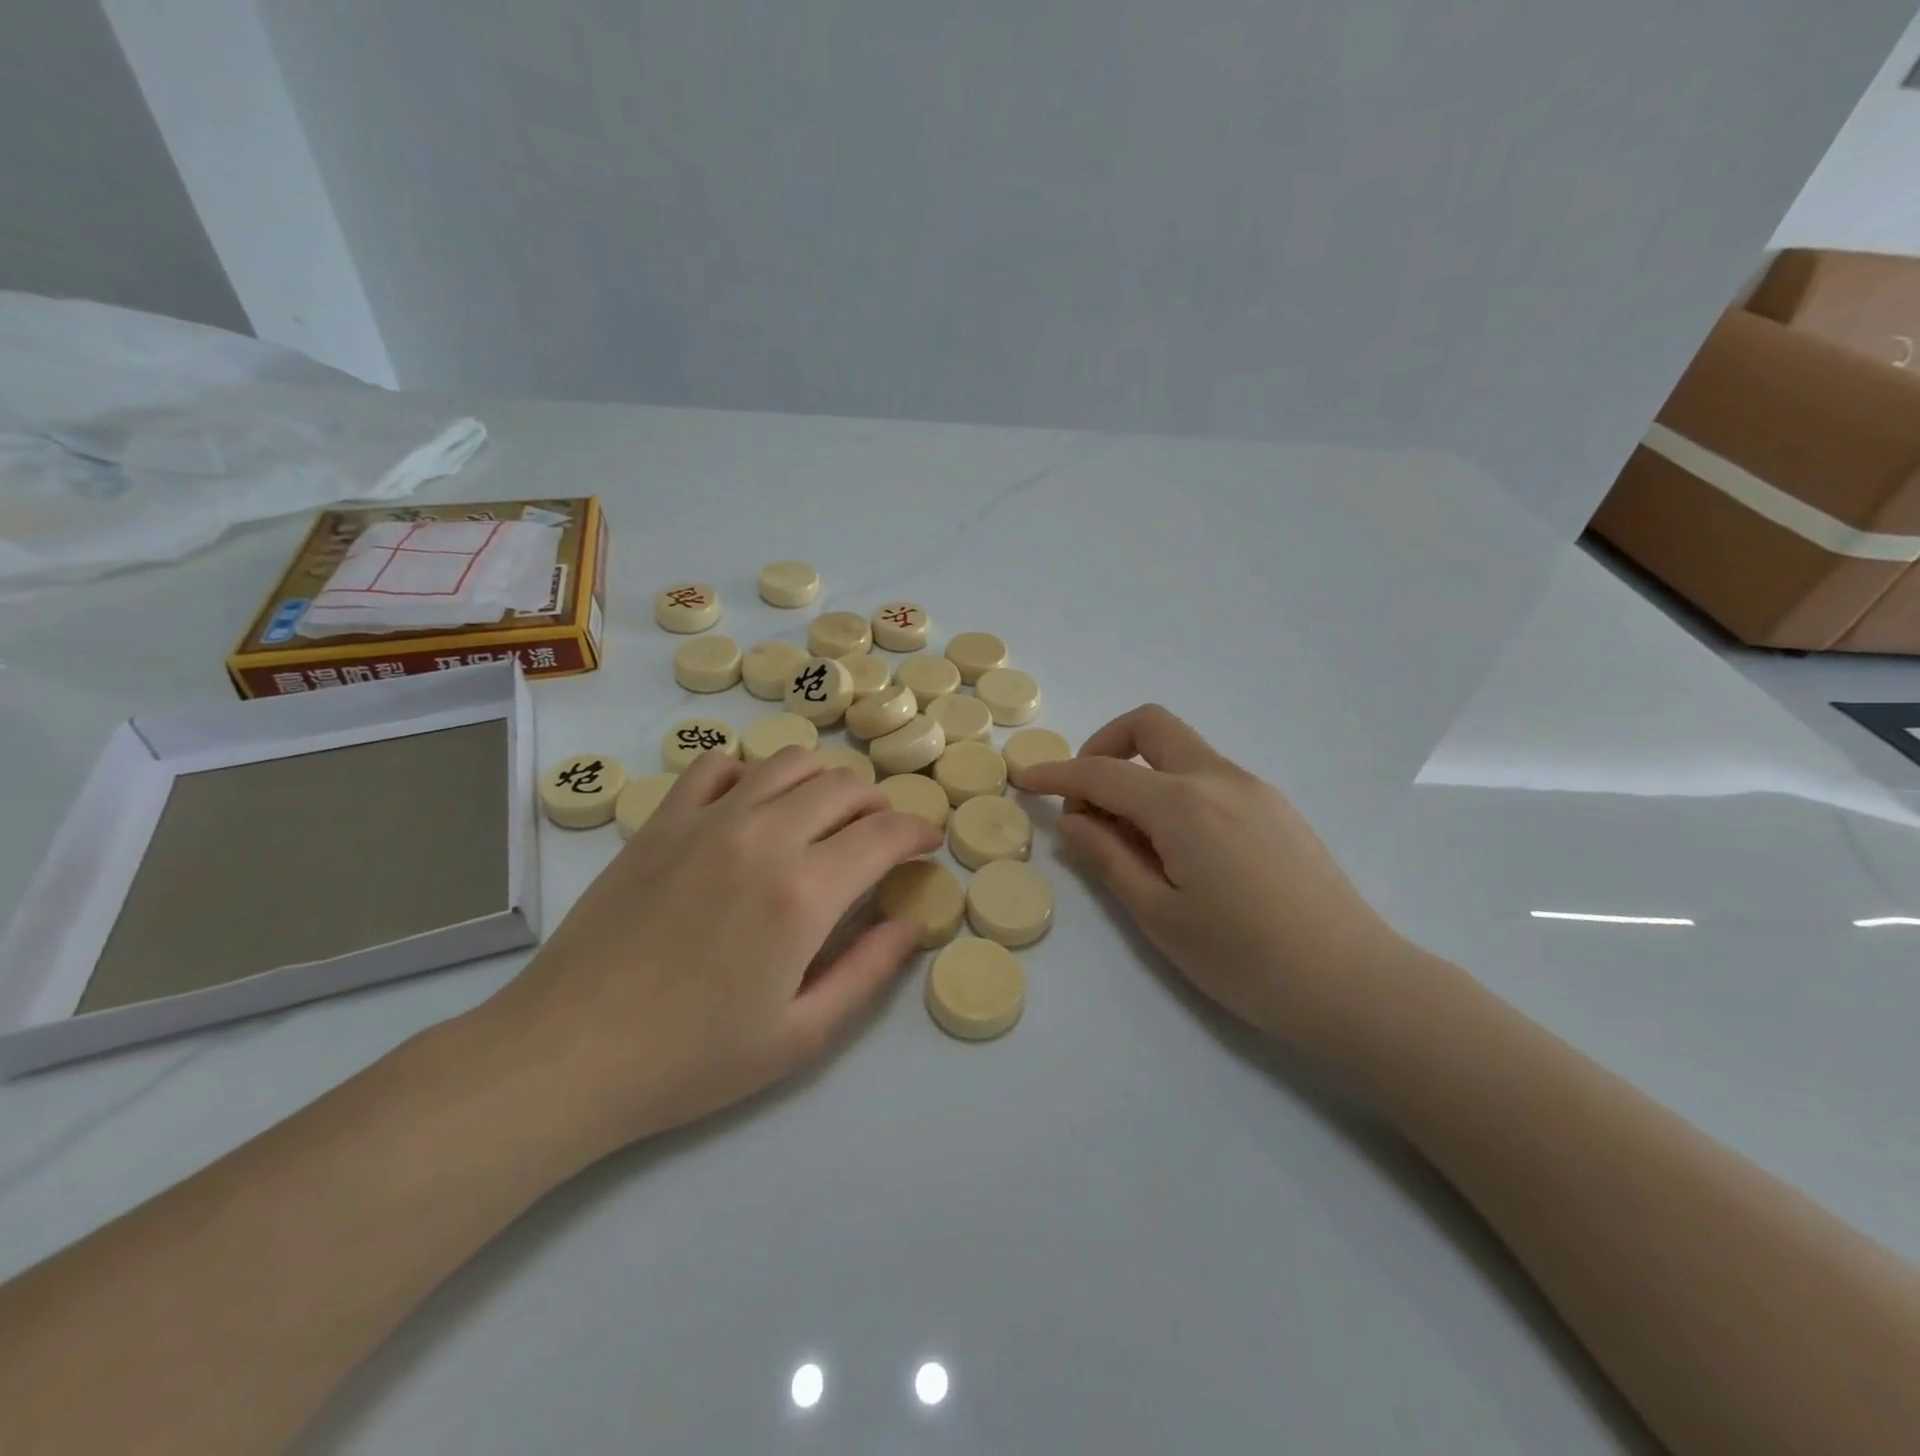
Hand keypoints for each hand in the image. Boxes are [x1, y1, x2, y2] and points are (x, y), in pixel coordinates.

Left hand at [477, 748, 940, 1152]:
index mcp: (804, 892)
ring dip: (824, 782)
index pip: (884, 833)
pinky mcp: (662, 822)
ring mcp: (707, 821)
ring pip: (788, 763)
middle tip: (881, 837)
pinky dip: (750, 774)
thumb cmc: (692, 1058)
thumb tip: (911, 924)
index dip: (918, 831)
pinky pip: (718, 767)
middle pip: (843, 787)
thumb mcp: (801, 1036)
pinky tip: (751, 807)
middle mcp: (763, 837)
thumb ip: (868, 973)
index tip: (926, 844)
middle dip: (879, 805)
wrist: (569, 1054)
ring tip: (825, 817)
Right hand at [1019, 705, 1402, 1042]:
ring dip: (1142, 772)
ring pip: (1182, 752)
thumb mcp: (1158, 915)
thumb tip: (1075, 820)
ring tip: (1131, 837)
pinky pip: (1210, 777)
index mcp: (1183, 803)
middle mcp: (1219, 778)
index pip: (1102, 772)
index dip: (1057, 774)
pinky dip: (1175, 790)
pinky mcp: (1276, 808)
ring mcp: (1254, 789)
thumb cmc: (1245, 959)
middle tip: (1087, 797)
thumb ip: (1108, 858)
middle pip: (1151, 726)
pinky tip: (1178, 846)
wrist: (1354, 983)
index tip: (1025, 779)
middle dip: (1105, 745)